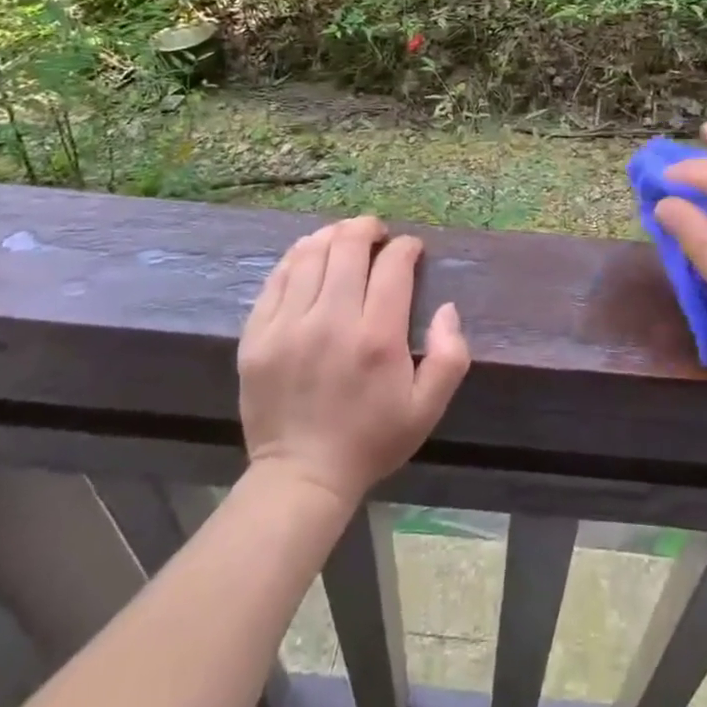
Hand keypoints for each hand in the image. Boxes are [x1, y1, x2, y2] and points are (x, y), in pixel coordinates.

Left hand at [239, 216, 470, 506]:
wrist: (301, 477)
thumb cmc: (371, 440)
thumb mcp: (427, 408)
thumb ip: (449, 355)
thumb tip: (447, 308)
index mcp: (377, 338)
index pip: (393, 265)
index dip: (406, 247)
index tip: (411, 250)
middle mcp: (331, 322)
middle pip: (348, 247)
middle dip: (368, 229)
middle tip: (377, 233)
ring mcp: (288, 326)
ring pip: (310, 254)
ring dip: (332, 236)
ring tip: (344, 238)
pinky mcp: (257, 335)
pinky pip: (276, 278)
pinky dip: (297, 257)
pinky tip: (310, 256)